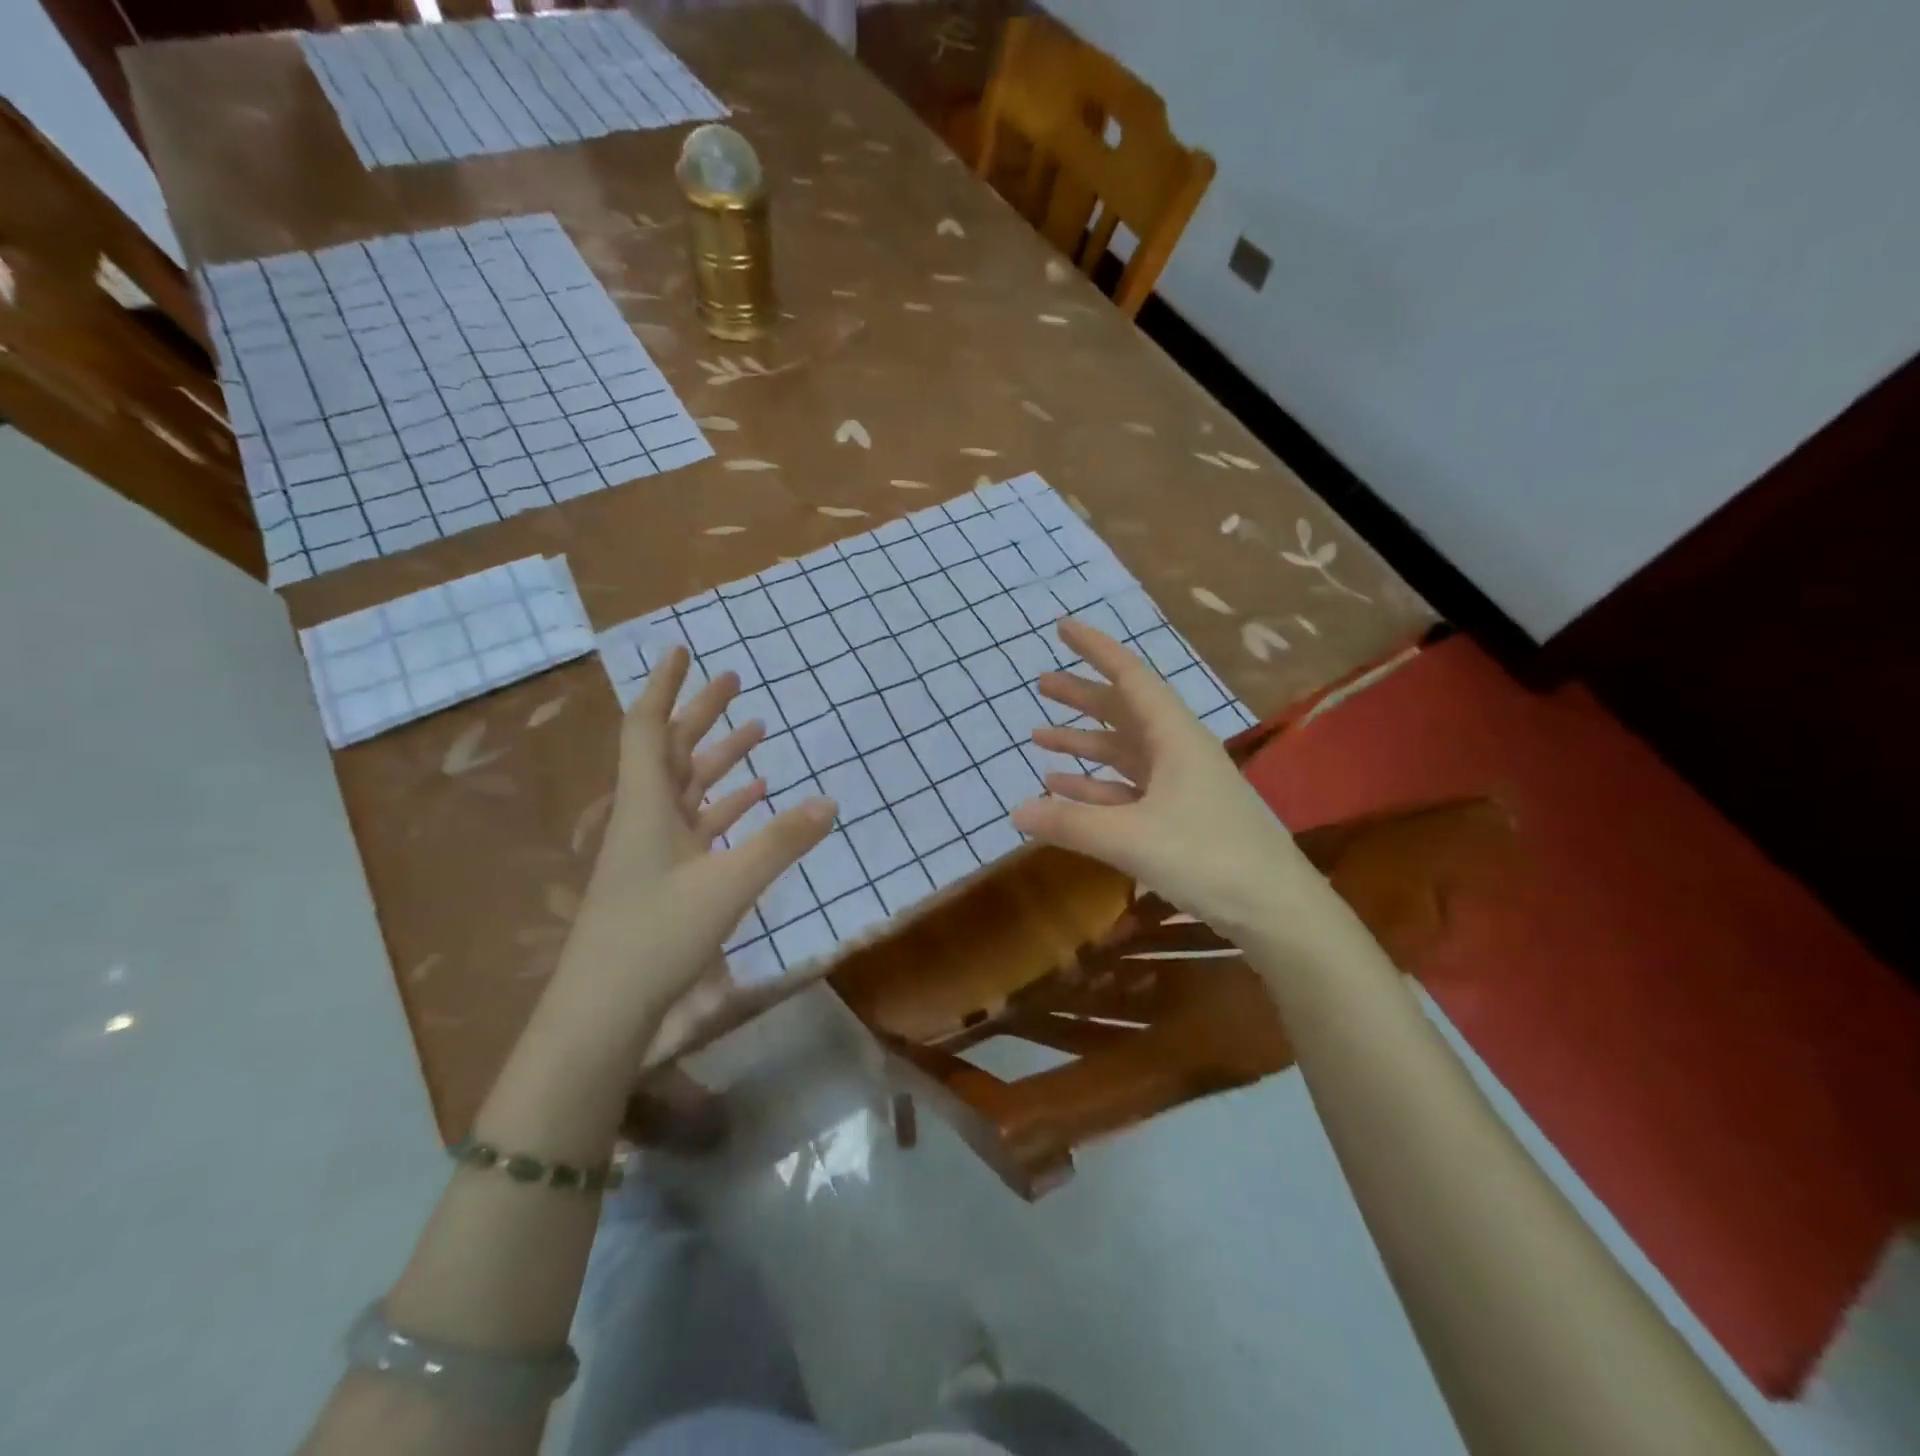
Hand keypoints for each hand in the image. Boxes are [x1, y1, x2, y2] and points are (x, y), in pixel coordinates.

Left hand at [537, 648, 835, 1072]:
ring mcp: (655, 849)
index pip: (648, 728)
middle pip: (672, 750)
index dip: (664, 686)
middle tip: (734, 680)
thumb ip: (781, 842)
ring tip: (757, 729)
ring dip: (720, 757)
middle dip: (701, 712)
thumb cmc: (656, 936)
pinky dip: (725, 804)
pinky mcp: (665, 876)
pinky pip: (699, 824)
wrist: (604, 1010)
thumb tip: (830, 801)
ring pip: (688, 786)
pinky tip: (755, 796)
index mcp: (647, 805)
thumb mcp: (728, 885)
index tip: (682, 650)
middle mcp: (646, 817)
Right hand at [1010, 619, 1317, 940]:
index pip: (1129, 676)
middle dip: (1081, 697)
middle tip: (1041, 684)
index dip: (1095, 649)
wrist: (1274, 908)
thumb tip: (1015, 811)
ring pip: (1122, 751)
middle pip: (1122, 711)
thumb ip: (1070, 823)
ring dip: (1083, 743)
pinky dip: (1095, 785)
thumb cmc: (1208, 857)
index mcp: (1174, 736)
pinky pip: (1127, 788)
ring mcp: (1179, 784)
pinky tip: (1063, 789)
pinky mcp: (1178, 815)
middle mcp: (1177, 750)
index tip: (1062, 628)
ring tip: (1039, 736)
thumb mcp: (1130, 838)